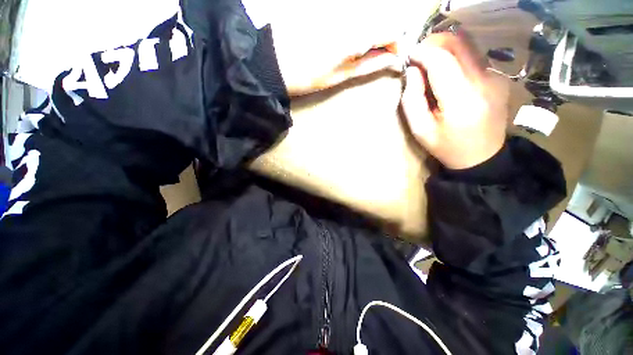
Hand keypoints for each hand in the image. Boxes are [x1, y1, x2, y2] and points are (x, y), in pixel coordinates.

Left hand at [268, 0, 428, 95]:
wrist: (277, 63)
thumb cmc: (309, 75)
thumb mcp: (341, 76)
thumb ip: (369, 64)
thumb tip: (391, 59)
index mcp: (355, 34)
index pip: (391, 29)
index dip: (397, 43)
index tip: (393, 56)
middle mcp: (350, 14)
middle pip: (381, 18)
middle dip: (384, 37)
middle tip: (376, 55)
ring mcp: (338, 9)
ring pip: (367, 15)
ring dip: (370, 31)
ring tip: (359, 50)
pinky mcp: (328, 8)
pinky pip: (351, 13)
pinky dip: (356, 25)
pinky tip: (345, 39)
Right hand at [400, 33, 508, 169]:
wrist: (482, 157)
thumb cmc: (446, 146)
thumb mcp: (420, 129)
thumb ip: (412, 100)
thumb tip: (412, 71)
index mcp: (461, 100)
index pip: (442, 60)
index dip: (423, 52)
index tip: (409, 55)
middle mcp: (484, 82)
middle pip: (460, 43)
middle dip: (435, 42)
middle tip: (419, 56)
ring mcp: (496, 77)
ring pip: (468, 46)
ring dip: (445, 50)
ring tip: (430, 66)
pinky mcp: (499, 77)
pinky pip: (474, 57)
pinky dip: (456, 59)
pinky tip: (448, 76)